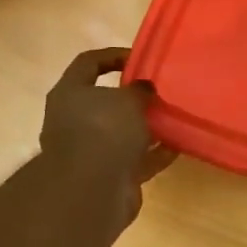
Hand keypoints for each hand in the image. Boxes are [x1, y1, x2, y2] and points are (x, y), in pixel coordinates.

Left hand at [41, 48, 175, 226]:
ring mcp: (89, 151)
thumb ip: (139, 89)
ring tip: (173, 118)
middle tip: (159, 91)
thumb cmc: (104, 131)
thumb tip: (144, 89)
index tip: (140, 58)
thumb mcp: (128, 99)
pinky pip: (134, 159)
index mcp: (70, 93)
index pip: (88, 63)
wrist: (91, 191)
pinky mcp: (106, 176)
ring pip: (121, 132)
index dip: (113, 55)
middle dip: (133, 97)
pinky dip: (153, 153)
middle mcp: (73, 120)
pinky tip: (177, 145)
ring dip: (145, 127)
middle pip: (104, 101)